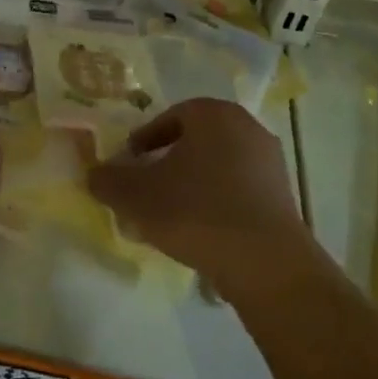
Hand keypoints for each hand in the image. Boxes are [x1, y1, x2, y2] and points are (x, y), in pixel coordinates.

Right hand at [86, 98, 319, 305]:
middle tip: (146, 189)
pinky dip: (216, 205)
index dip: (144, 140)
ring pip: (217, 167)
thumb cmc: (196, 212)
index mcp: (213, 114)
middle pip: (195, 141)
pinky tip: (200, 234)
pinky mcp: (283, 198)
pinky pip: (239, 192)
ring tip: (169, 217)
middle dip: (168, 163)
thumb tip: (94, 174)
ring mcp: (270, 164)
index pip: (169, 117)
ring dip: (192, 186)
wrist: (266, 264)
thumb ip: (109, 180)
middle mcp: (247, 128)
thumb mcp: (136, 196)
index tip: (129, 165)